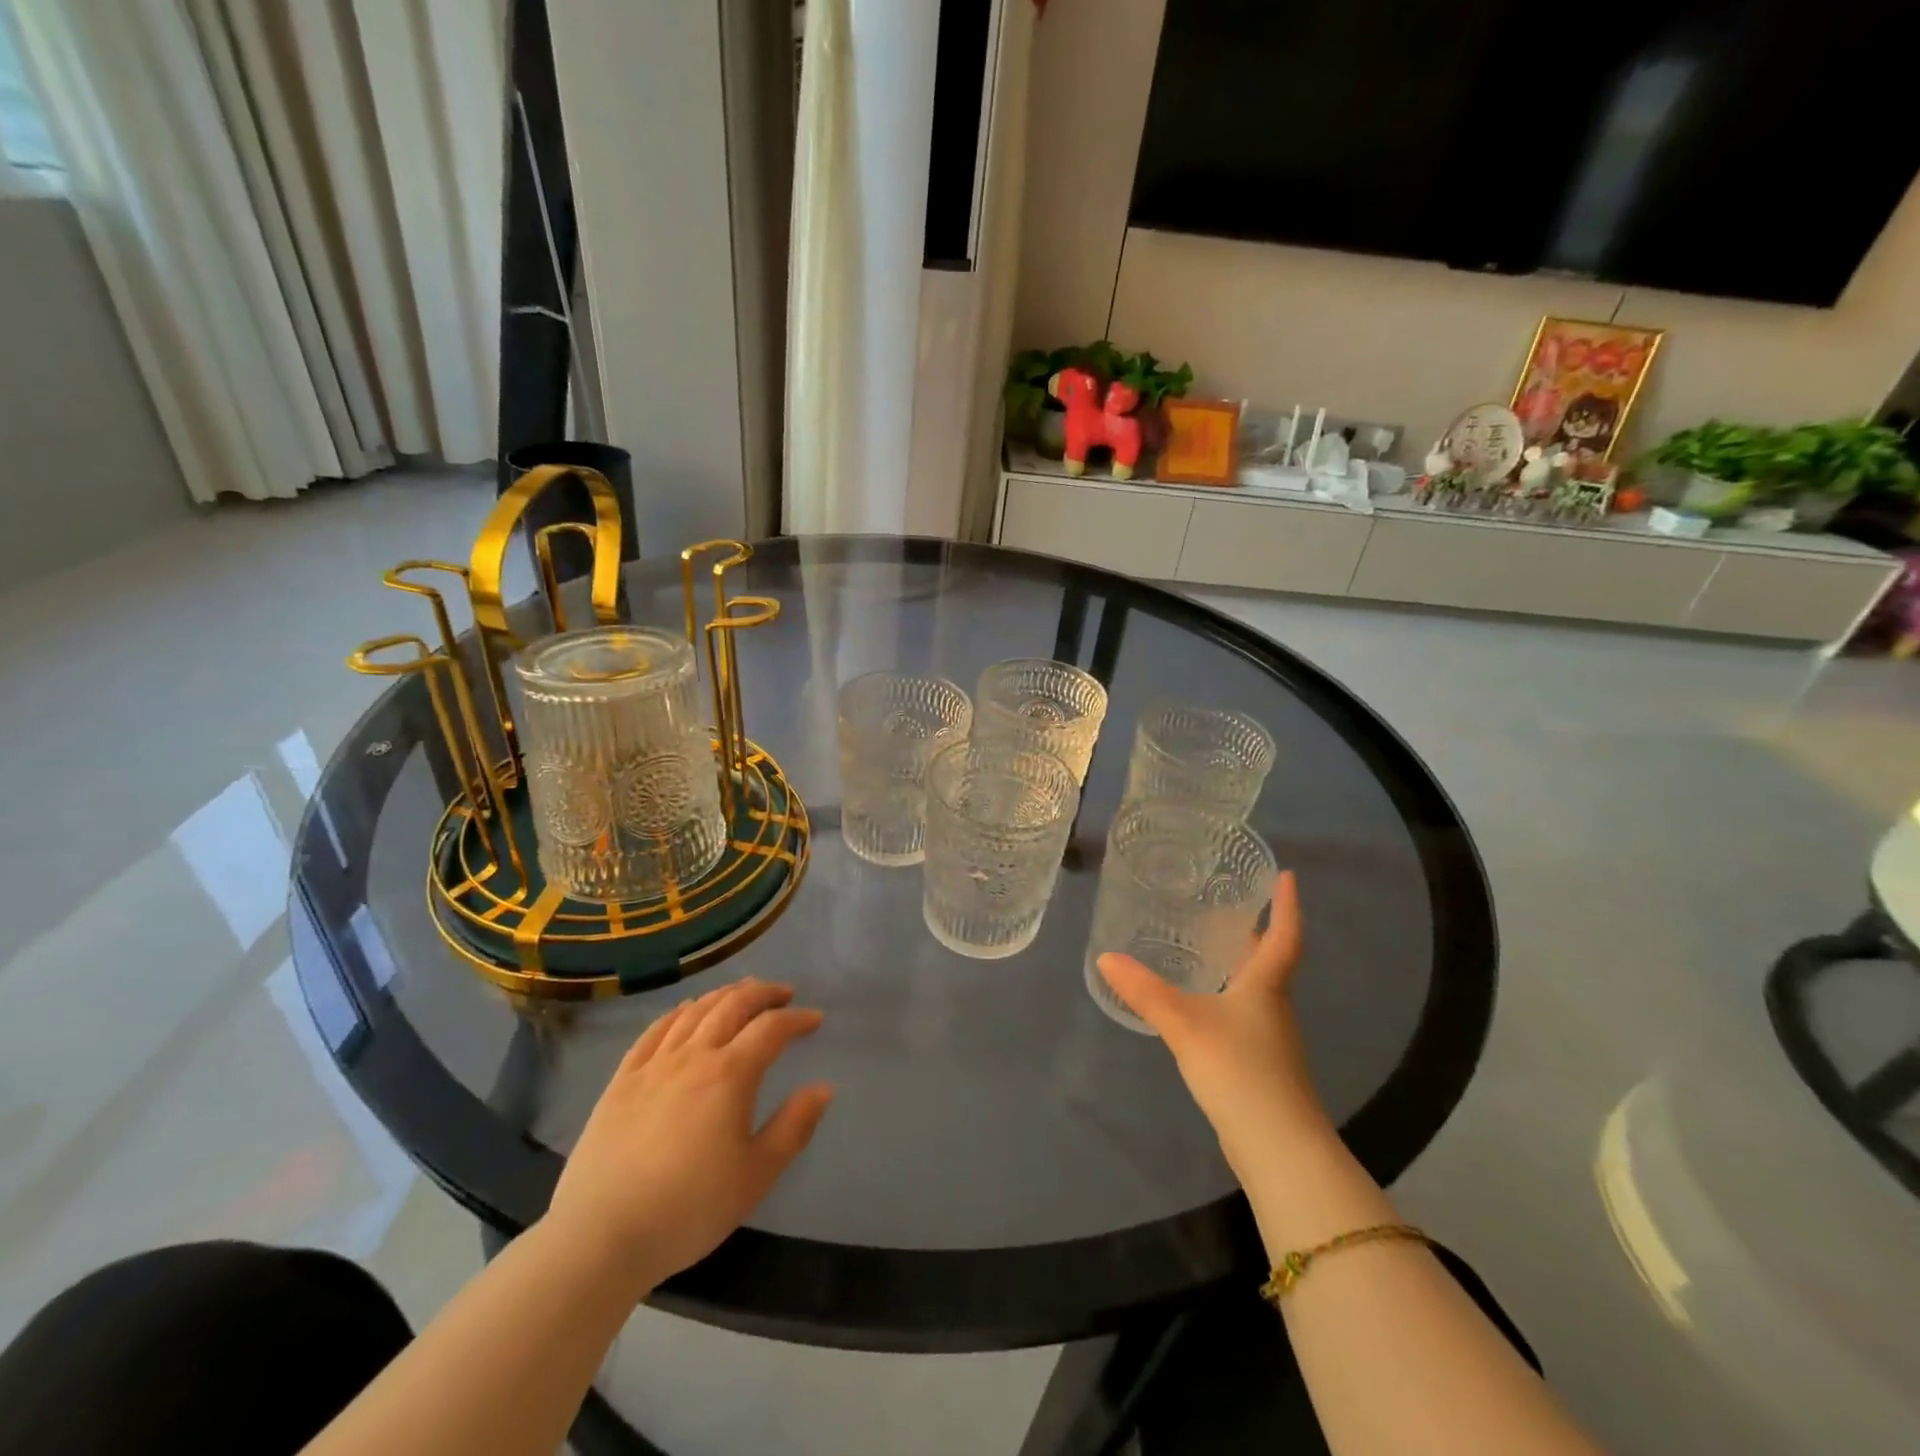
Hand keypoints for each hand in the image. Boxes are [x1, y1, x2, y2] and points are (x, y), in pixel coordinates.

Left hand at [544, 978, 834, 1297]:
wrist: (600, 1237)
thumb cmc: (688, 1209)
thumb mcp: (756, 1175)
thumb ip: (794, 1126)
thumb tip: (824, 1087)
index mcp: (730, 1075)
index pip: (771, 1028)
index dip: (796, 1019)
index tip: (815, 1019)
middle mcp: (693, 1056)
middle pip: (732, 1005)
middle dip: (762, 993)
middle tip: (783, 993)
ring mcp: (653, 1065)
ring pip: (694, 1011)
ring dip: (723, 995)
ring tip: (741, 993)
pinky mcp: (622, 1080)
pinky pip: (654, 1031)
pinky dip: (678, 1012)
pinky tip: (686, 1012)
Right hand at [1097, 872, 1327, 1183]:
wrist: (1279, 1149)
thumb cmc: (1240, 1071)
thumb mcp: (1185, 1025)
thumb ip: (1146, 992)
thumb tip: (1106, 957)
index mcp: (1265, 987)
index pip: (1283, 935)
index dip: (1286, 905)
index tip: (1285, 875)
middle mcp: (1273, 1007)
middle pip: (1267, 960)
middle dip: (1253, 931)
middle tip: (1226, 904)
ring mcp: (1269, 1039)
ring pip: (1255, 989)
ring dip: (1237, 964)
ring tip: (1205, 946)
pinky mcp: (1259, 1065)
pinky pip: (1243, 1015)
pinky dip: (1226, 996)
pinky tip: (1201, 1003)